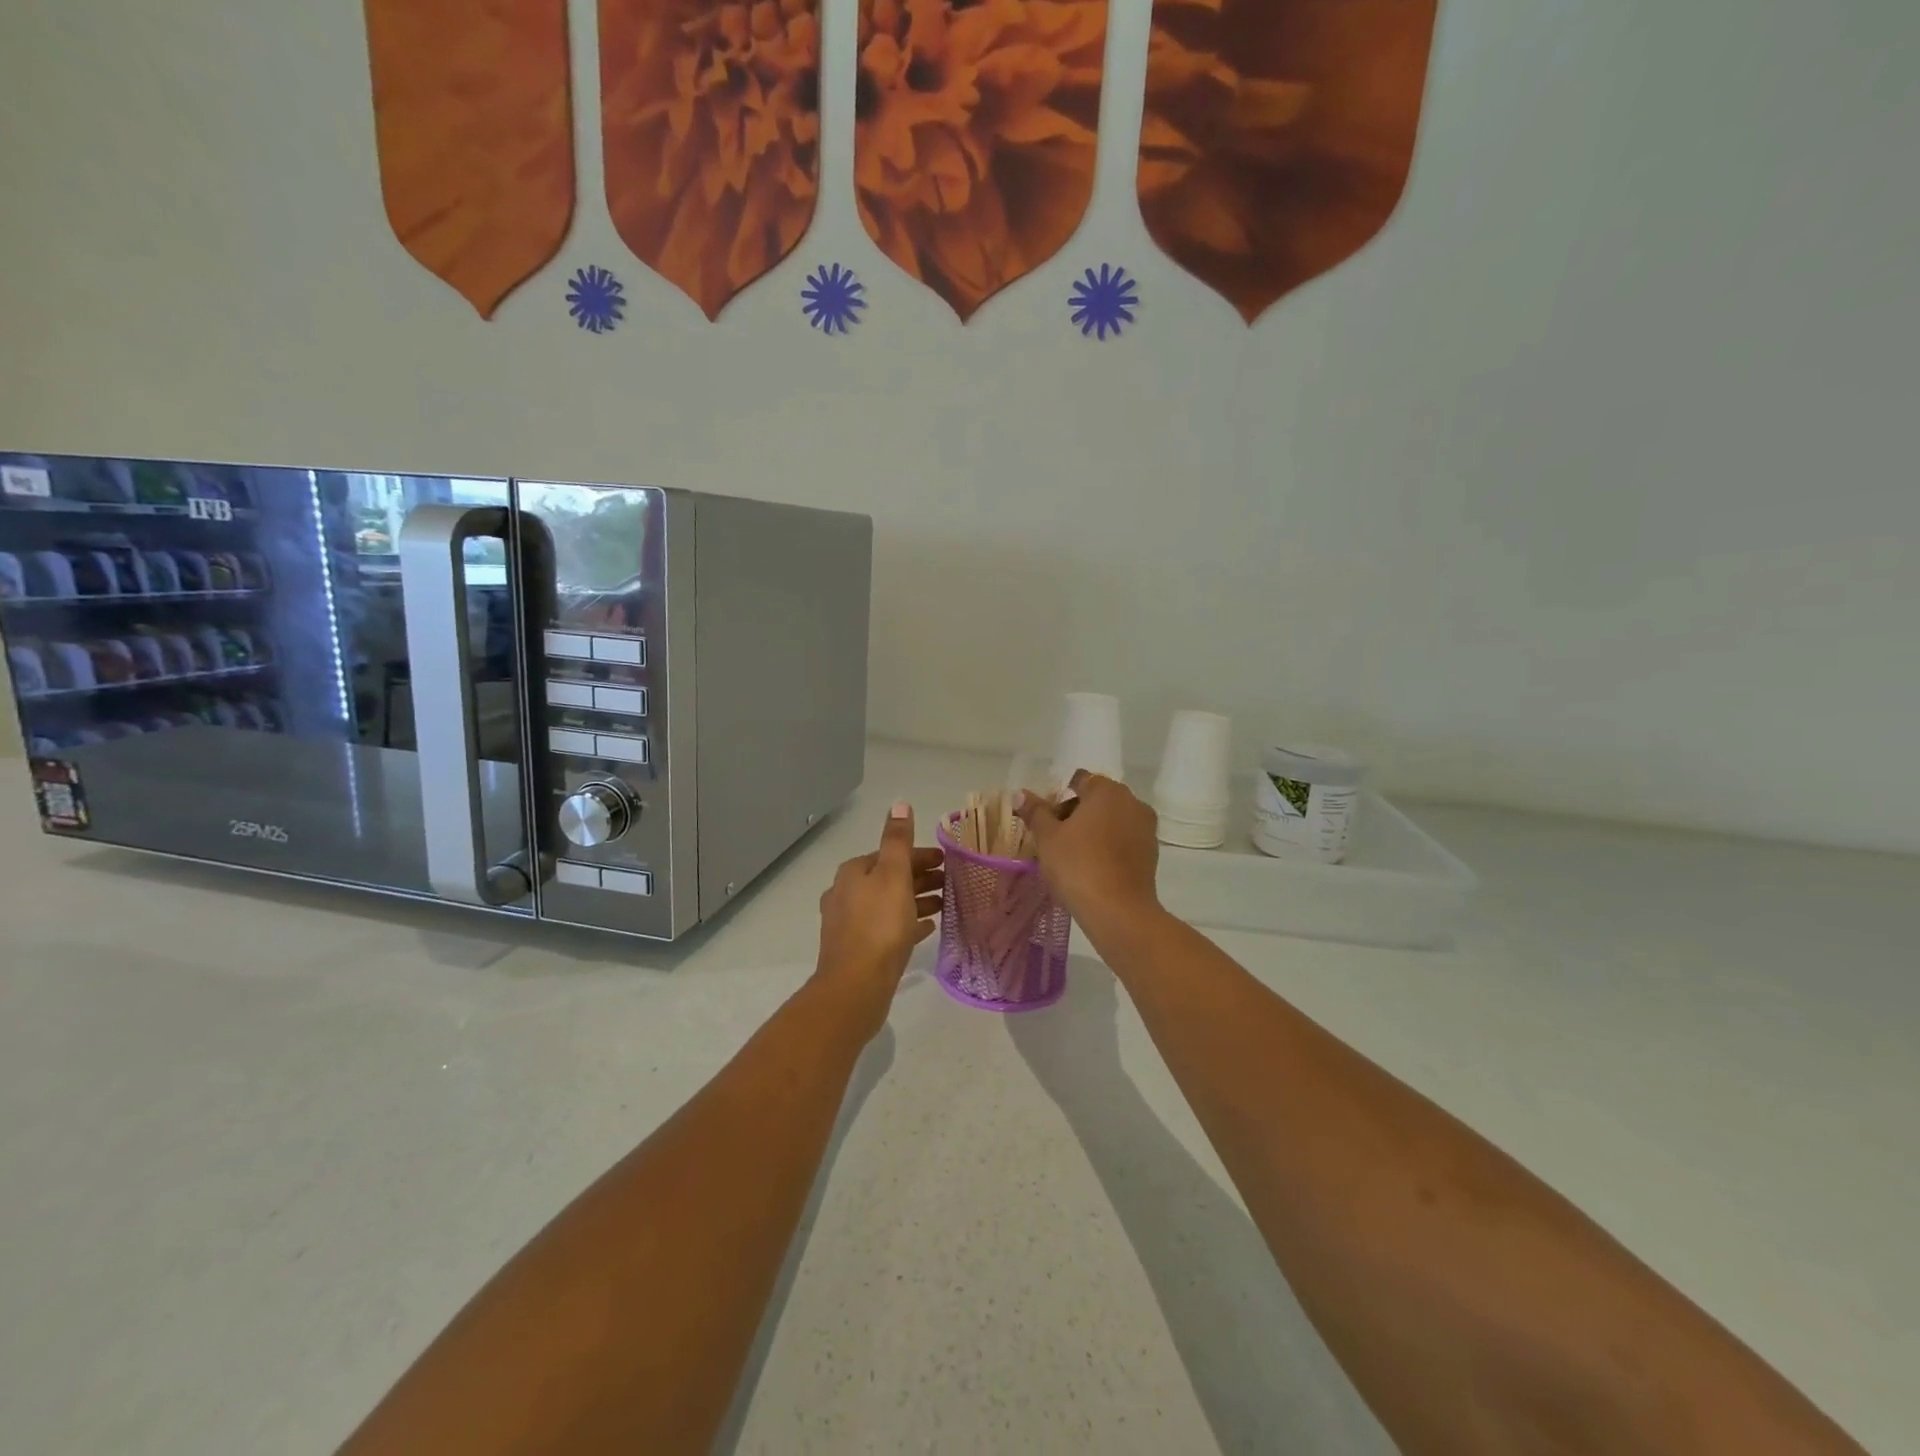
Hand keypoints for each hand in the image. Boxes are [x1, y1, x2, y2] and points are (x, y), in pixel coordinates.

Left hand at [813, 801, 943, 1031]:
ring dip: (916, 900)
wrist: (855, 987)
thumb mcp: (893, 875)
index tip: (947, 861)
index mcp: (853, 873)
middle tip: (951, 881)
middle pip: (889, 878)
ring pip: (889, 903)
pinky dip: (907, 923)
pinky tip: (927, 928)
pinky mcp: (858, 950)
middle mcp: (846, 894)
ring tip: (946, 904)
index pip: (890, 853)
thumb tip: (900, 803)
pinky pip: (888, 929)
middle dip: (920, 877)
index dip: (920, 855)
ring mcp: (850, 924)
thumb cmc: (879, 925)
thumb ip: (898, 840)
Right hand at [1015, 771, 1161, 936]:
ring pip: (1112, 822)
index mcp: (1107, 791)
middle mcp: (1132, 802)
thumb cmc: (1078, 865)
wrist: (1118, 912)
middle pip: (1097, 800)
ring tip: (1071, 856)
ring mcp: (1146, 829)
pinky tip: (1092, 868)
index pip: (1080, 781)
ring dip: (1092, 832)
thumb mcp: (1047, 838)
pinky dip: (1108, 848)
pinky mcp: (1151, 854)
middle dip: (1075, 815)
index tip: (1046, 821)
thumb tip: (1020, 794)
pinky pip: (1123, 842)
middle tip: (1054, 840)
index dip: (1059, 798)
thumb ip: (1035, 812)